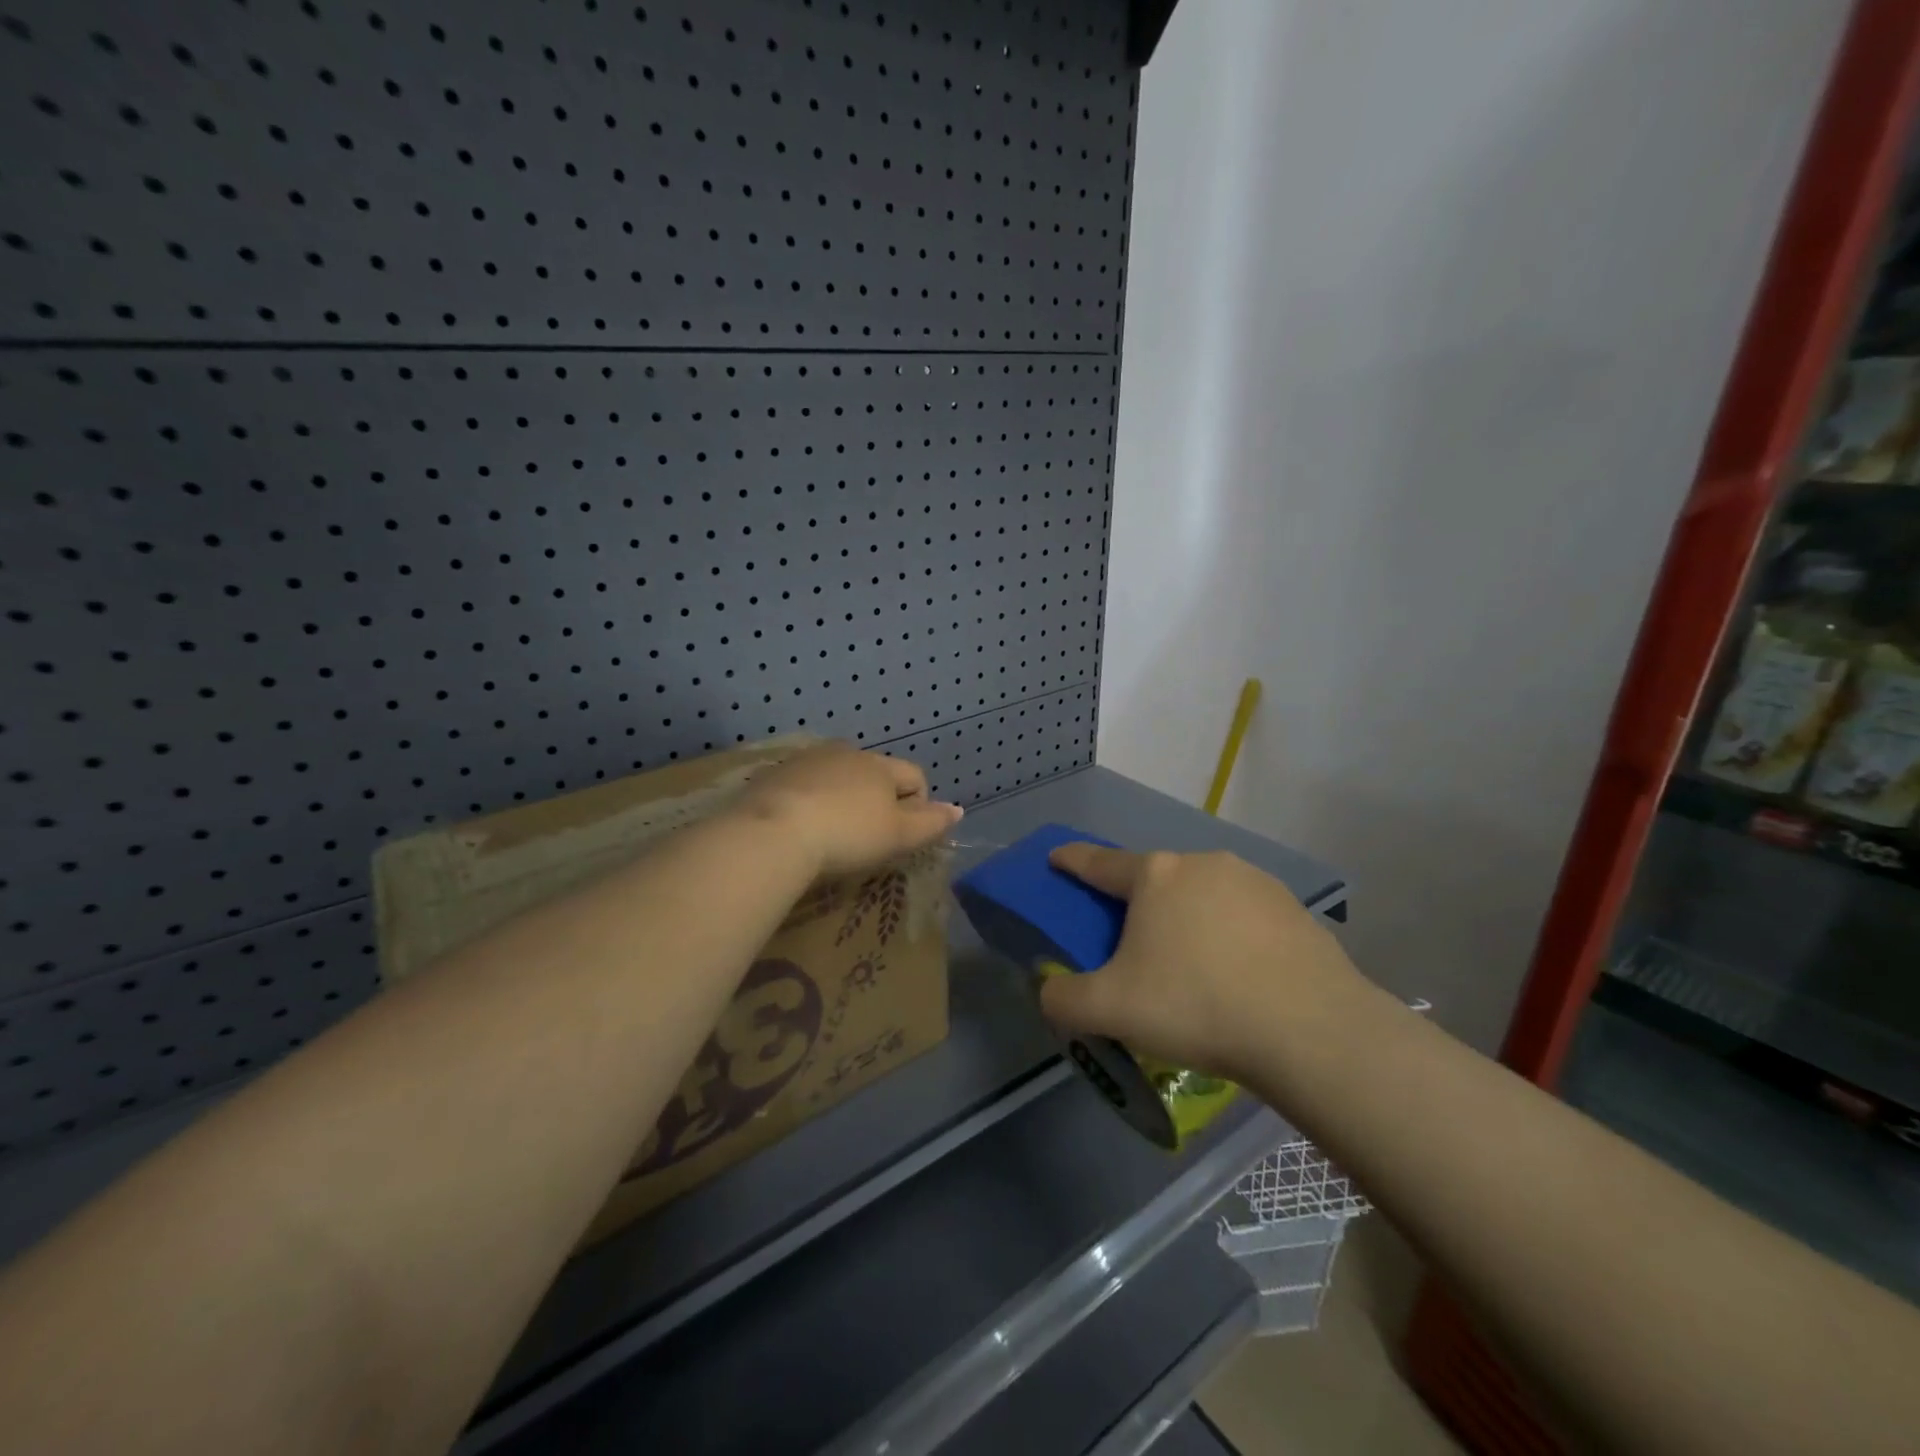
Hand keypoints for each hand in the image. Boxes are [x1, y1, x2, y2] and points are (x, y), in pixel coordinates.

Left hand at [735, 742, 962, 877]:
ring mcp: (806, 760)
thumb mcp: (898, 836)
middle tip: (866, 837)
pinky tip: (799, 828)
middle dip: (877, 800)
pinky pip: (803, 785)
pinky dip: (808, 801)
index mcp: (879, 765)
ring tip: (830, 833)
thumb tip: (958, 809)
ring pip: (836, 776)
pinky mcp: (774, 774)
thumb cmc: (846, 835)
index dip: (919, 805)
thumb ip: (930, 822)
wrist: (772, 833)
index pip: (915, 775)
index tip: (903, 836)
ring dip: (841, 798)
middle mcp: (845, 753)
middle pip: (874, 773)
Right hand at [1040, 844, 1370, 1080]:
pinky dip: (1230, 937)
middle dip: (1137, 904)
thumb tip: (1051, 991)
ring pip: (1202, 896)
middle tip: (1133, 947)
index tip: (1057, 857)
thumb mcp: (1110, 1011)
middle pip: (1154, 880)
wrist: (1311, 1030)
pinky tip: (1239, 976)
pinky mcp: (1294, 909)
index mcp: (1155, 875)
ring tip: (1193, 968)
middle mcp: (1202, 864)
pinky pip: (1244, 917)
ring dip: (1187, 919)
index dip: (1072, 860)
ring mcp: (1254, 882)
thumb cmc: (1196, 1005)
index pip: (1099, 862)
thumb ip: (1063, 999)